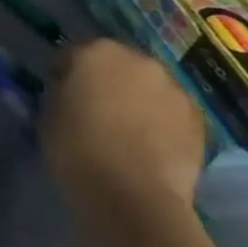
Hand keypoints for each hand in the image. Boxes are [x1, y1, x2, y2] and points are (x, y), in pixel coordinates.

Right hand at [41, 39, 206, 227]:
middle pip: (117, 65)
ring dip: (137, 100)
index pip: (73, 54)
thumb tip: (70, 90)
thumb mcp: (48, 111)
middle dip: (106, 82)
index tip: (59, 95)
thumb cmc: (75, 147)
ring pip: (148, 88)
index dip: (64, 75)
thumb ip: (61, 90)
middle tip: (94, 110)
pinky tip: (148, 146)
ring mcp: (175, 90)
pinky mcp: (199, 121)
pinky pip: (171, 113)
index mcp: (97, 52)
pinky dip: (160, 122)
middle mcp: (140, 61)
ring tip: (124, 131)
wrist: (132, 195)